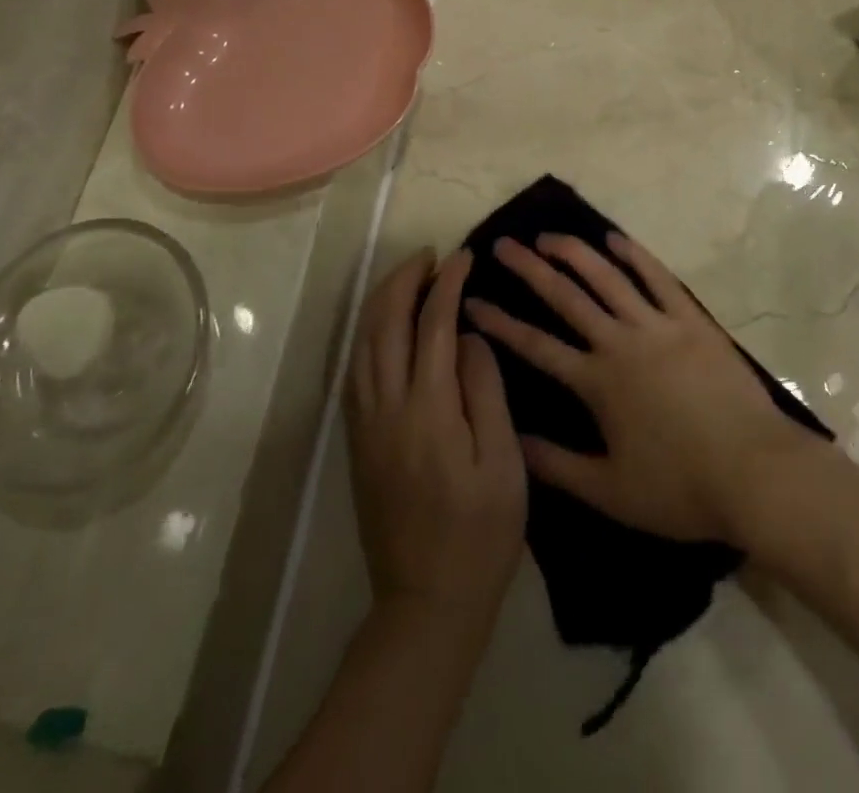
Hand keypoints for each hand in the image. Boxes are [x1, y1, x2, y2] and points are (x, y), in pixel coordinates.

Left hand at [347, 249, 526, 634]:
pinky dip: (368, 334)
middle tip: (430, 256)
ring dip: (381, 302)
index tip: (464, 257)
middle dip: (404, 280)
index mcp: (428, 411)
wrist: (427, 601)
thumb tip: (469, 335)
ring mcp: (365, 425)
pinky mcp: (357, 442)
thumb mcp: (503, 464)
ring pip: (362, 344)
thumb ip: (485, 391)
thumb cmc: (480, 534)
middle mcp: (387, 408)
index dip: (448, 285)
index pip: (433, 326)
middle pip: (384, 325)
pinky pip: (355, 370)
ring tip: (408, 278)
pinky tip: (384, 327)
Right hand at [465, 233, 819, 544]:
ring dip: (575, 253)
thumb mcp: (610, 491)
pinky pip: (659, 279)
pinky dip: (635, 256)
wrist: (756, 473)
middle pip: (566, 297)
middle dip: (530, 269)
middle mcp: (621, 342)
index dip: (500, 323)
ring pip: (608, 278)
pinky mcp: (692, 320)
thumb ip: (556, 464)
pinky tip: (615, 240)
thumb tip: (511, 438)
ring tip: (549, 236)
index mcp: (598, 382)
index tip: (472, 301)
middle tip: (503, 245)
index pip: (535, 346)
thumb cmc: (682, 489)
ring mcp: (659, 325)